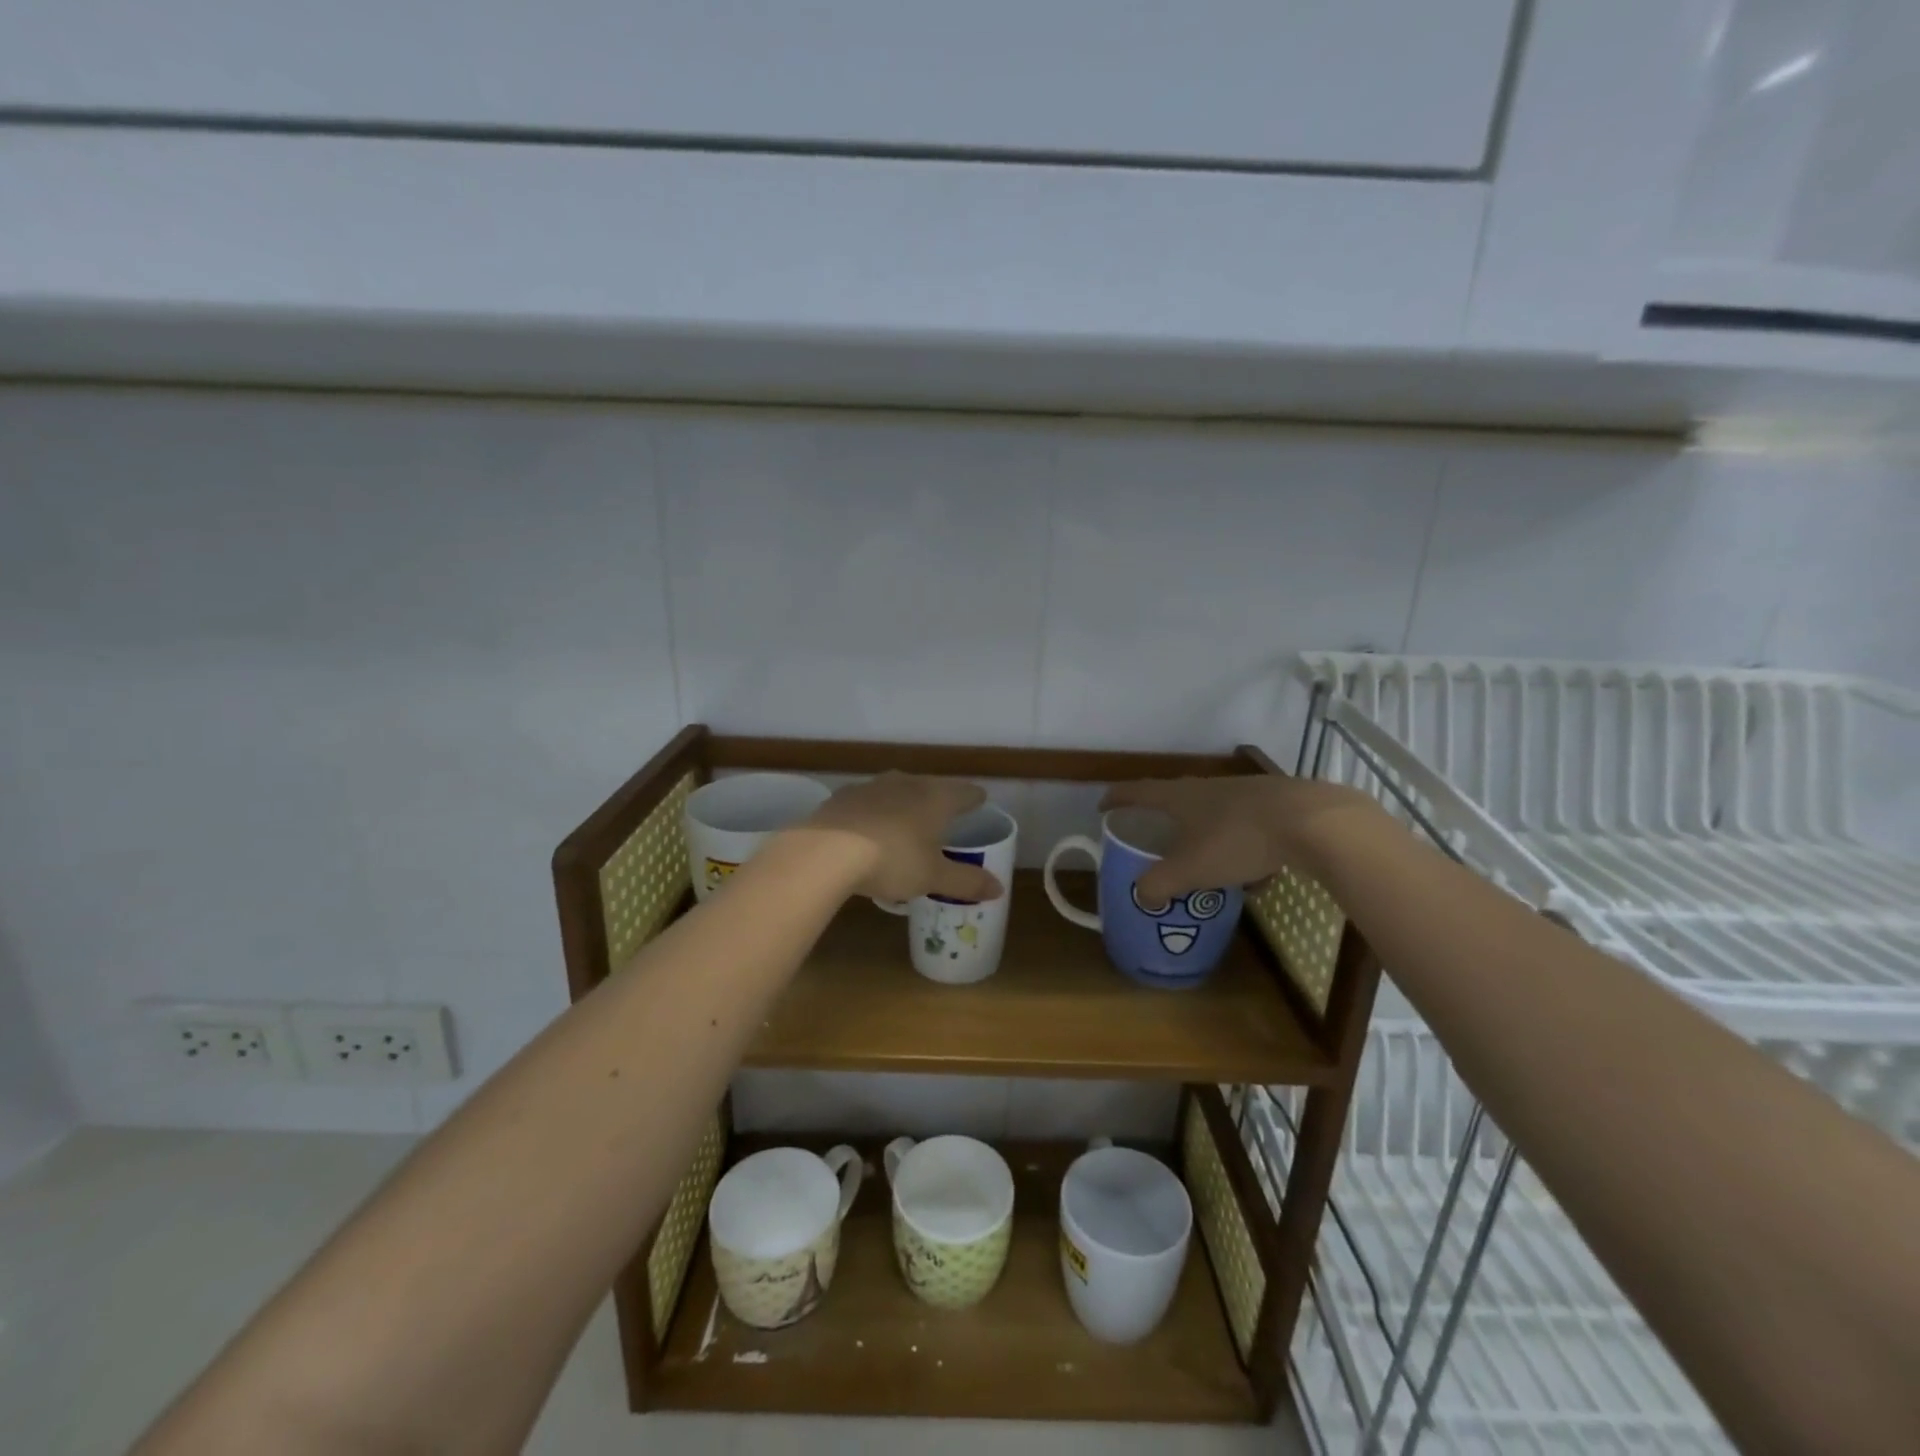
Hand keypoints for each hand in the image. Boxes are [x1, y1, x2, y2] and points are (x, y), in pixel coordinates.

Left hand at [802, 772, 1005, 904]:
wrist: (826, 851)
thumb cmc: (893, 860)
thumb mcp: (933, 877)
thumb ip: (966, 882)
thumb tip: (999, 889)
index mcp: (936, 798)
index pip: (964, 792)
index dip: (974, 798)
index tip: (980, 801)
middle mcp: (906, 783)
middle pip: (930, 786)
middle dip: (938, 799)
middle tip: (943, 814)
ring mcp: (871, 786)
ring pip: (896, 790)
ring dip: (904, 803)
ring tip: (905, 821)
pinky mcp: (842, 797)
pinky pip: (867, 802)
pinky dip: (874, 812)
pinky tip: (868, 828)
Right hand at [1100, 774, 1386, 902]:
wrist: (1313, 822)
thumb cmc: (1238, 840)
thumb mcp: (1190, 869)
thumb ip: (1158, 884)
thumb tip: (1141, 896)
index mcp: (1180, 797)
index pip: (1138, 792)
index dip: (1117, 798)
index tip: (1103, 806)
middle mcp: (1208, 787)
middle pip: (1176, 798)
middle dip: (1163, 818)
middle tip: (1154, 836)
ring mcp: (1245, 792)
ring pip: (1214, 813)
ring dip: (1205, 835)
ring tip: (1208, 862)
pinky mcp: (1276, 803)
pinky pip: (1247, 826)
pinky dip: (1242, 846)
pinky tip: (1258, 871)